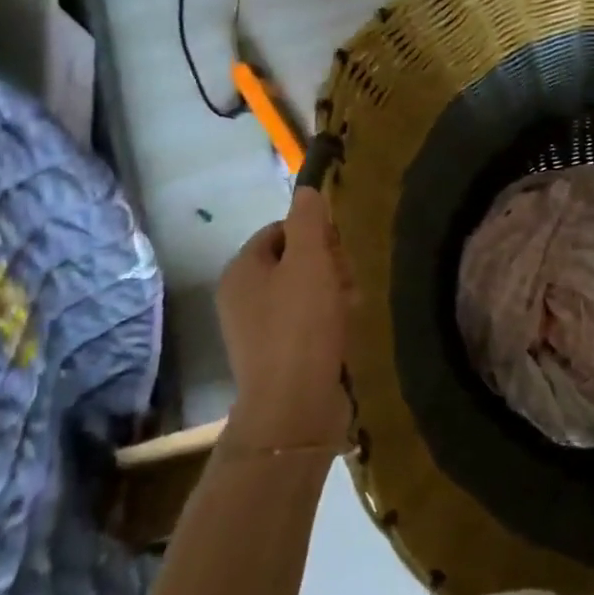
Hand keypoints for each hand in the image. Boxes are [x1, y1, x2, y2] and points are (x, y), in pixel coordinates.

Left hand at [215, 186, 352, 452]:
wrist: (294, 405)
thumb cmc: (301, 325)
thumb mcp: (310, 262)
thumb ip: (309, 221)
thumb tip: (308, 189)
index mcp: (242, 270)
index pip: (280, 230)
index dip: (314, 232)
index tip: (339, 249)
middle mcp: (242, 297)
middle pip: (294, 260)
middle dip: (327, 264)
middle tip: (348, 280)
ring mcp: (257, 329)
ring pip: (304, 292)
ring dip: (333, 292)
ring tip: (352, 307)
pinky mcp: (277, 355)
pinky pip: (306, 322)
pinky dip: (327, 319)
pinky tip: (345, 329)